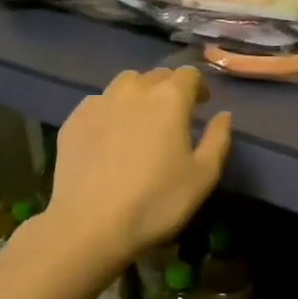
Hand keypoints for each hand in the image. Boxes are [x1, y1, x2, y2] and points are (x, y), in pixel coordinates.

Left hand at [51, 67, 233, 259]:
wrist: (89, 225)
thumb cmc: (156, 201)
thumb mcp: (203, 176)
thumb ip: (217, 139)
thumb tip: (223, 115)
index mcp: (170, 98)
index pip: (189, 74)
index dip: (198, 87)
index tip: (200, 106)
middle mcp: (134, 90)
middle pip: (157, 76)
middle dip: (169, 89)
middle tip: (173, 116)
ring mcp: (99, 102)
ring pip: (125, 84)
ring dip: (139, 93)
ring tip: (140, 120)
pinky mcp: (74, 119)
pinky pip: (99, 103)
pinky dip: (111, 110)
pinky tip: (110, 136)